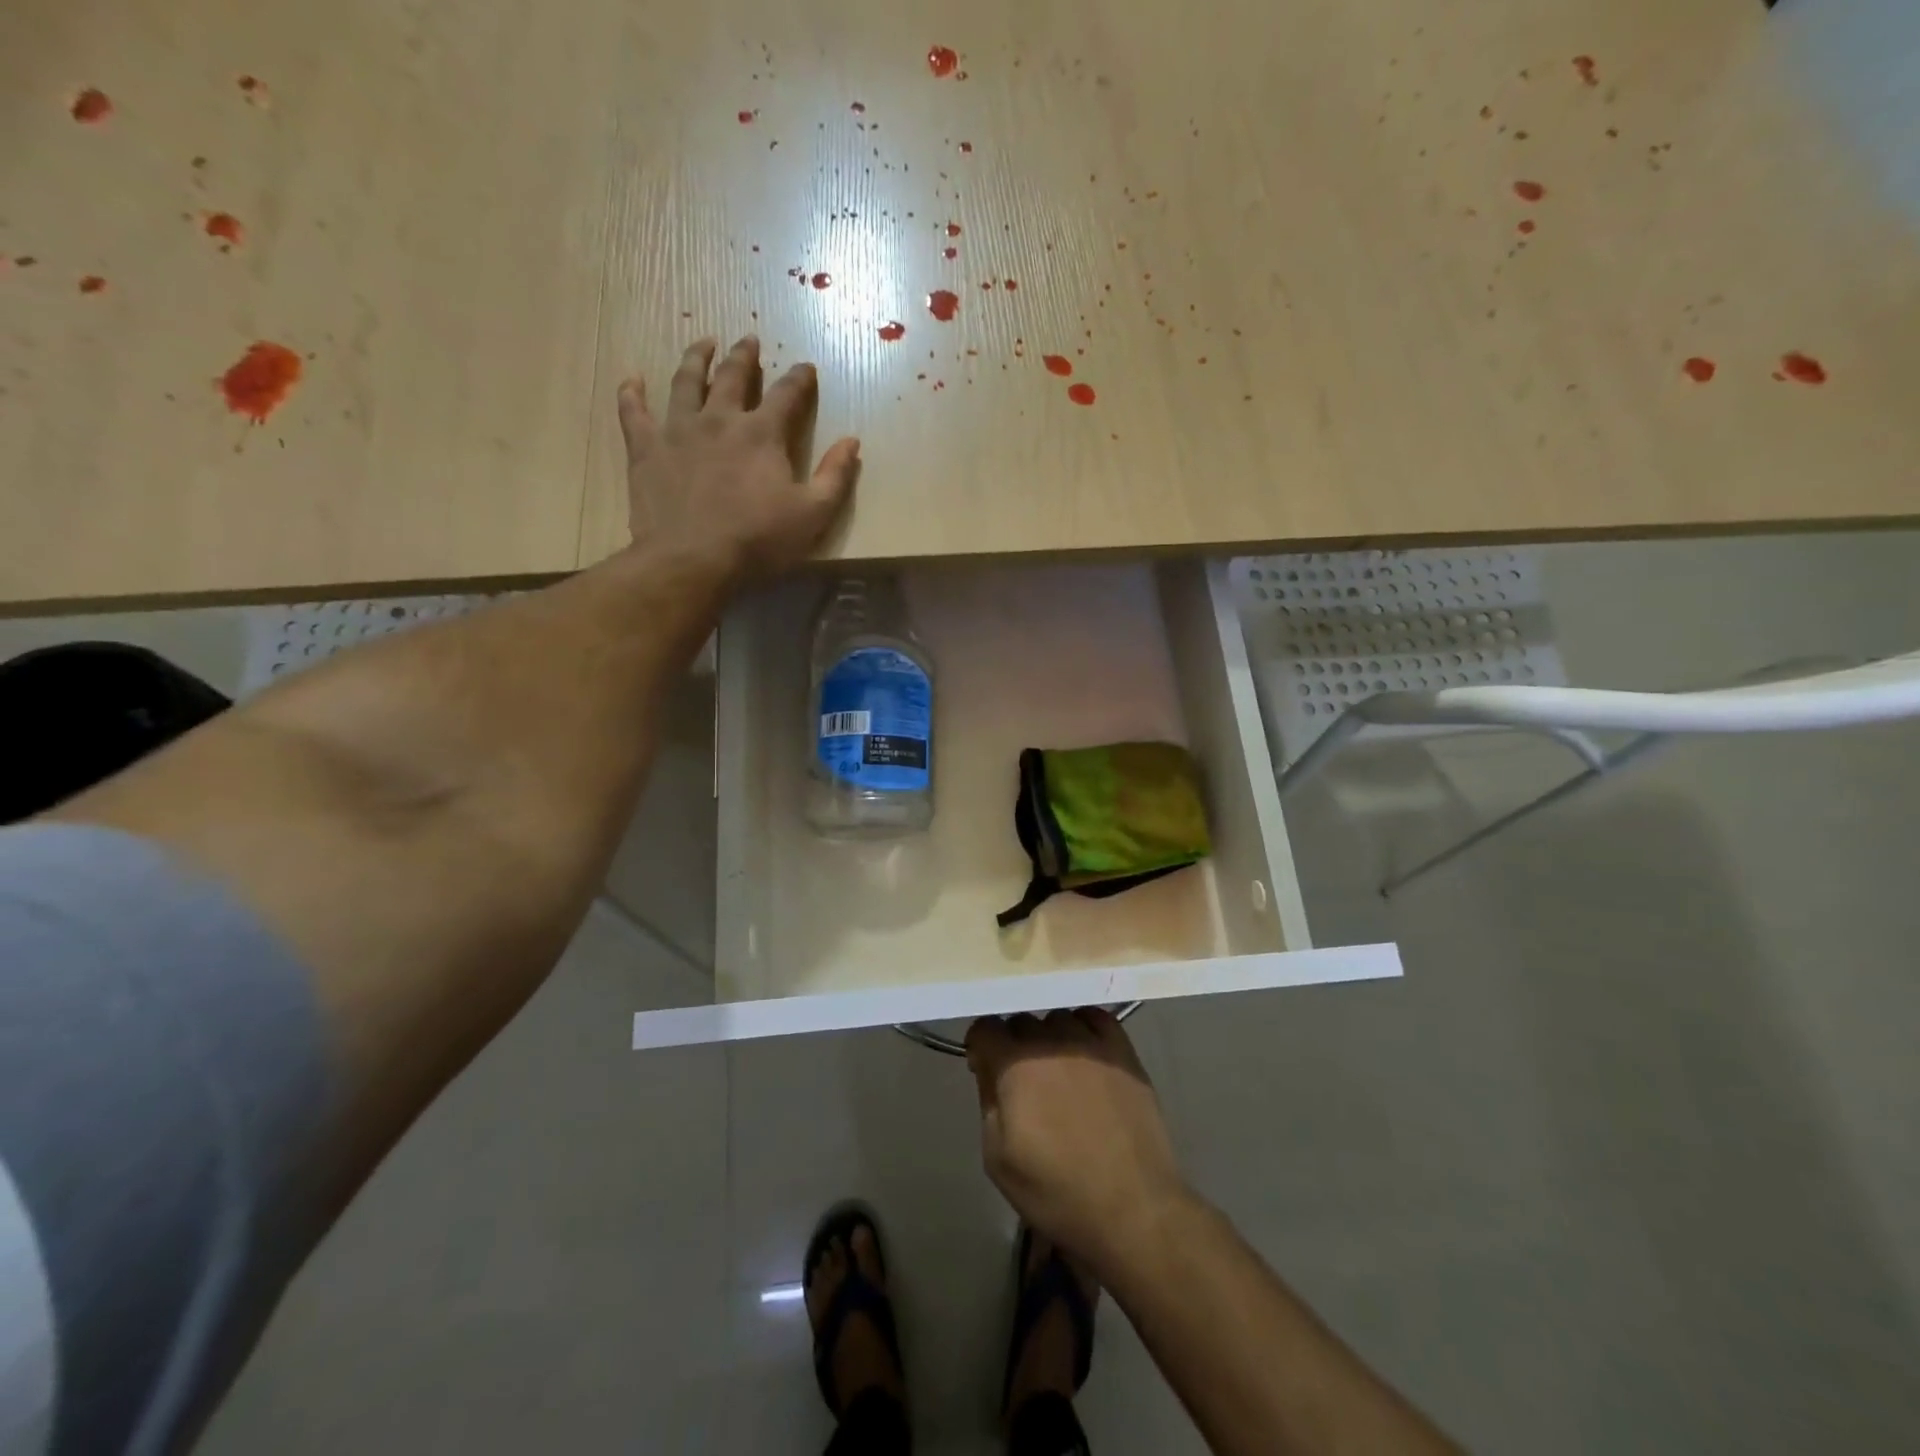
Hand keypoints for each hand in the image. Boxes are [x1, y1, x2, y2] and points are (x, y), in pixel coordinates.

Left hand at [619, 336, 859, 583]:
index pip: (786, 394)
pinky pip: (634, 412)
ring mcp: (678, 430)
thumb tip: (852, 441)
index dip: (799, 378)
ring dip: (696, 359)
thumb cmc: (758, 541)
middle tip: (748, 340)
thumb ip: (835, 476)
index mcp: (762, 433)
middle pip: (733, 376)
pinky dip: (632, 394)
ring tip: (703, 343)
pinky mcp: (646, 449)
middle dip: (744, 356)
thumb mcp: (813, 514)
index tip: (806, 367)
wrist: (693, 560)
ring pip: (685, 381)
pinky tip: (632, 380)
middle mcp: (720, 419)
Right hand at [966, 1008, 1191, 1272]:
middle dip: (1013, 1045)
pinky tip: (1086, 1055)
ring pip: (1057, 1018)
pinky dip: (1084, 1028)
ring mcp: (1091, 1042)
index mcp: (1015, 1066)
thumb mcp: (998, 1159)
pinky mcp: (1124, 1051)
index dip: (980, 1047)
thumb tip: (987, 1066)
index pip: (985, 1027)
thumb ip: (987, 1100)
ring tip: (1058, 1071)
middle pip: (1021, 1021)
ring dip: (1049, 1037)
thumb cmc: (1057, 1193)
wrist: (1134, 1209)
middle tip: (1022, 1081)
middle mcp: (1051, 1042)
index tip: (985, 1070)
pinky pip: (1095, 1017)